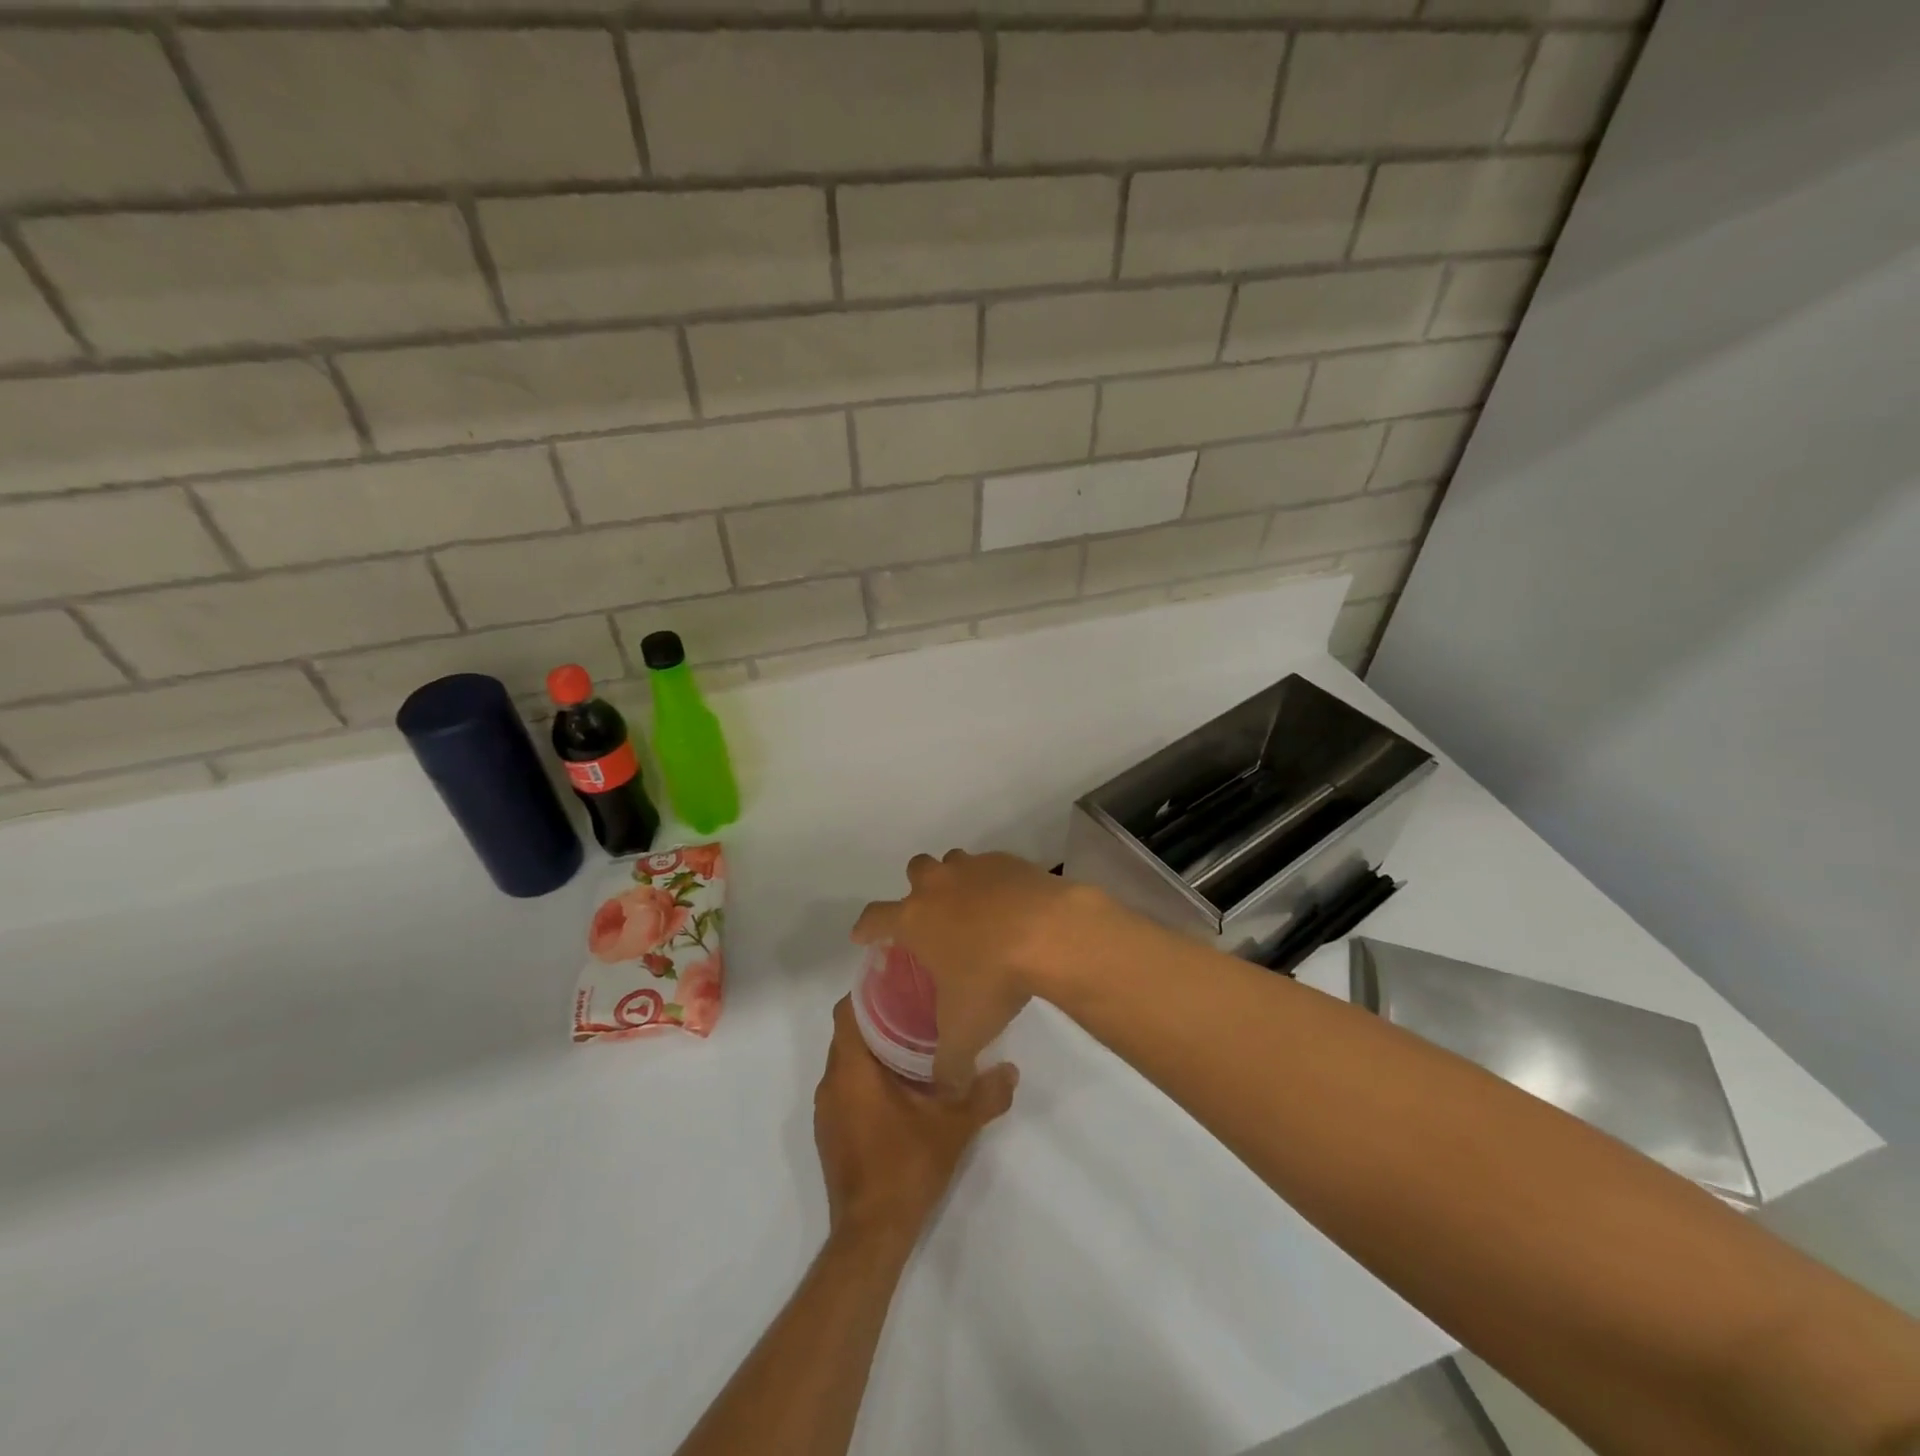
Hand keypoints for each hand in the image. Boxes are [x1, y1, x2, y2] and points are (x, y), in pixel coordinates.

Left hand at [814, 997, 1016, 1249]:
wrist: (871, 1235)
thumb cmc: (906, 1168)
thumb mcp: (955, 1127)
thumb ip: (985, 1095)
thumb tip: (1011, 1070)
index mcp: (851, 1070)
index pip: (847, 1011)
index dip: (869, 992)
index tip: (900, 983)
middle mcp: (831, 1084)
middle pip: (849, 1034)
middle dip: (879, 1019)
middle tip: (918, 1010)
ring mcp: (827, 1111)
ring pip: (847, 1062)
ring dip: (874, 1051)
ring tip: (914, 1044)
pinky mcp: (831, 1133)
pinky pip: (846, 1088)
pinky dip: (868, 1078)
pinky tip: (901, 1088)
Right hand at [850, 850, 1120, 1096]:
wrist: (1050, 933)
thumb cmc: (993, 978)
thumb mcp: (966, 1032)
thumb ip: (949, 1064)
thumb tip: (947, 1089)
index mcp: (915, 919)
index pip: (874, 918)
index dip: (865, 928)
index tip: (863, 936)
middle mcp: (939, 885)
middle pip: (915, 871)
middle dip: (917, 890)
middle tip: (930, 917)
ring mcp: (975, 868)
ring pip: (954, 862)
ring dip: (956, 880)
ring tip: (972, 909)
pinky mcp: (1010, 861)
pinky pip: (993, 866)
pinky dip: (995, 882)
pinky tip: (1011, 906)